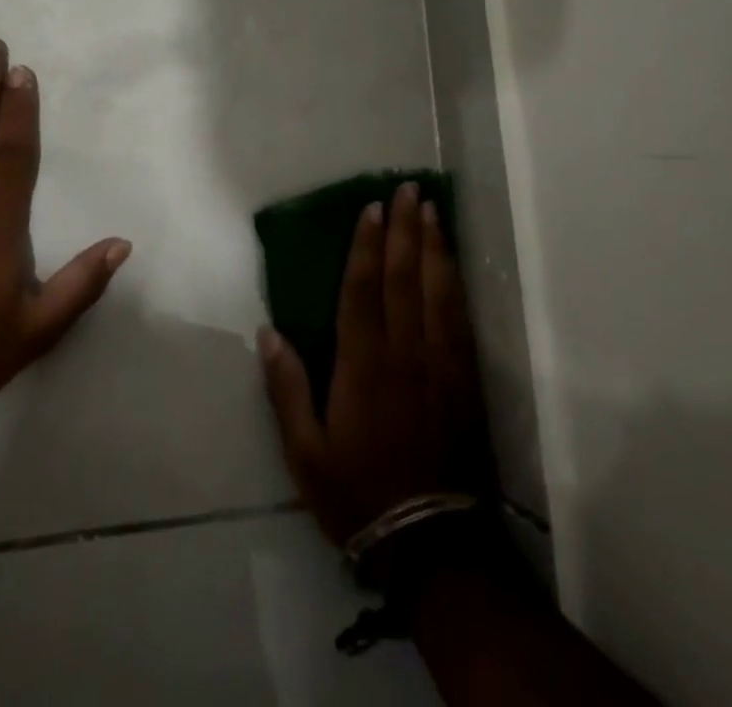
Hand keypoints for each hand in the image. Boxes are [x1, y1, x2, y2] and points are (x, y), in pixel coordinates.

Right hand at [260, 182, 493, 545]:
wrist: (428, 541)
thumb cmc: (358, 492)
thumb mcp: (305, 453)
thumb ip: (286, 389)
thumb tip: (268, 333)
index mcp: (363, 364)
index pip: (363, 289)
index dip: (367, 245)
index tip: (372, 208)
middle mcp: (404, 352)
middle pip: (404, 277)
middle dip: (405, 229)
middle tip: (408, 189)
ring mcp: (439, 362)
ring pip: (437, 290)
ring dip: (433, 246)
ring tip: (431, 210)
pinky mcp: (464, 378)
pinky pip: (460, 318)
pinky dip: (455, 283)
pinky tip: (452, 263)